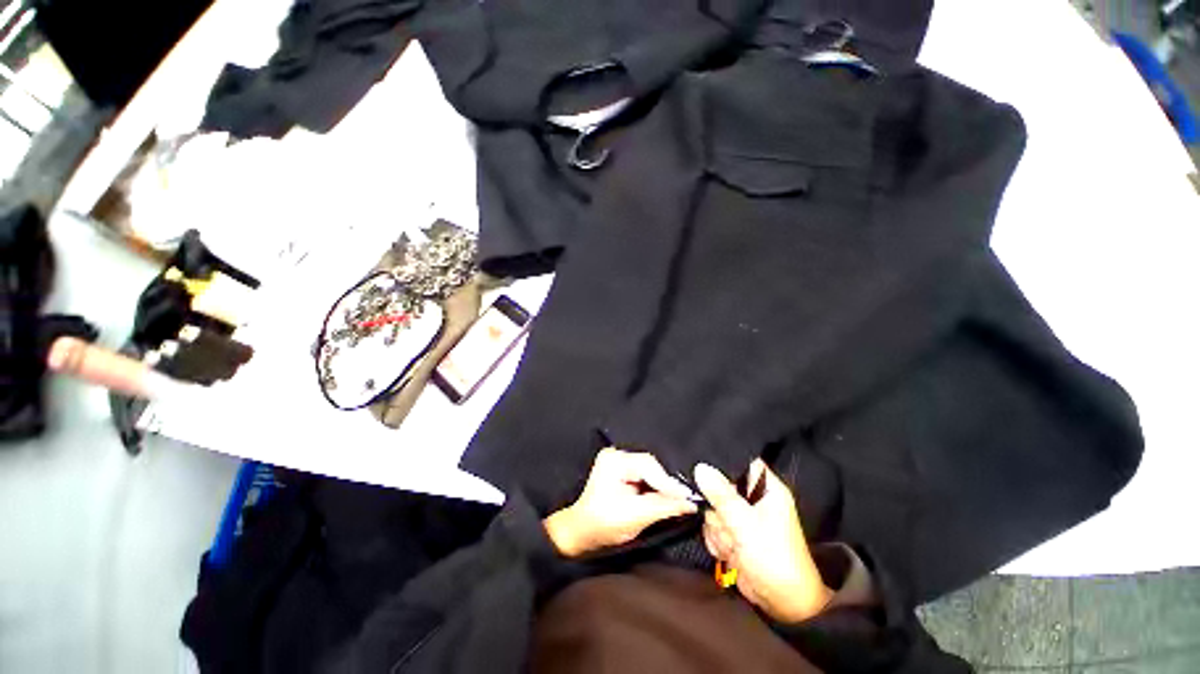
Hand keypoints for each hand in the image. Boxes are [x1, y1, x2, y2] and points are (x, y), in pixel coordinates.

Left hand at [545, 448, 698, 557]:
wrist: (581, 533)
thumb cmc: (602, 526)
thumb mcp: (635, 517)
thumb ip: (663, 507)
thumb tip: (691, 503)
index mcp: (614, 461)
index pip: (648, 466)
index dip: (669, 483)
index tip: (689, 498)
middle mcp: (616, 455)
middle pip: (650, 466)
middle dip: (666, 484)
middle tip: (685, 500)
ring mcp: (618, 461)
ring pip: (650, 471)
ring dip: (662, 486)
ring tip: (678, 500)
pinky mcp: (621, 470)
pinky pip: (644, 476)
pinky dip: (655, 487)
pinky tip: (664, 497)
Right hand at [695, 459, 832, 622]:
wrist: (781, 603)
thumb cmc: (773, 558)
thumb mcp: (746, 524)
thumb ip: (722, 495)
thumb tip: (700, 467)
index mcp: (765, 488)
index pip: (741, 460)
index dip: (722, 458)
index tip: (702, 461)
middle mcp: (752, 498)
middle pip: (719, 486)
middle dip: (718, 509)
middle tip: (728, 523)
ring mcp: (740, 516)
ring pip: (712, 509)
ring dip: (719, 530)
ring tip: (734, 545)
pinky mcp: (732, 533)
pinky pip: (712, 527)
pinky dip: (717, 541)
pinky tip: (729, 553)